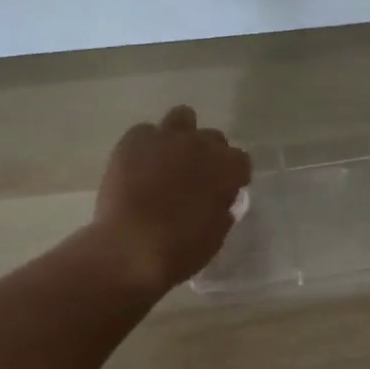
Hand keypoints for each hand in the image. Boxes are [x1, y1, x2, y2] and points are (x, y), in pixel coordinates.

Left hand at [93, 106, 251, 290]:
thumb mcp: (215, 236)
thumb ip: (222, 210)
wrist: (128, 249)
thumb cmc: (179, 251)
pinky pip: (145, 132)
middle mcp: (199, 144)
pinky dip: (146, 145)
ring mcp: (165, 138)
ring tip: (170, 160)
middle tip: (196, 178)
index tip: (225, 191)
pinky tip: (140, 166)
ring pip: (182, 118)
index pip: (241, 160)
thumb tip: (221, 201)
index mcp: (226, 168)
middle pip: (213, 138)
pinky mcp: (132, 141)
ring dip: (182, 136)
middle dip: (209, 154)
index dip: (234, 176)